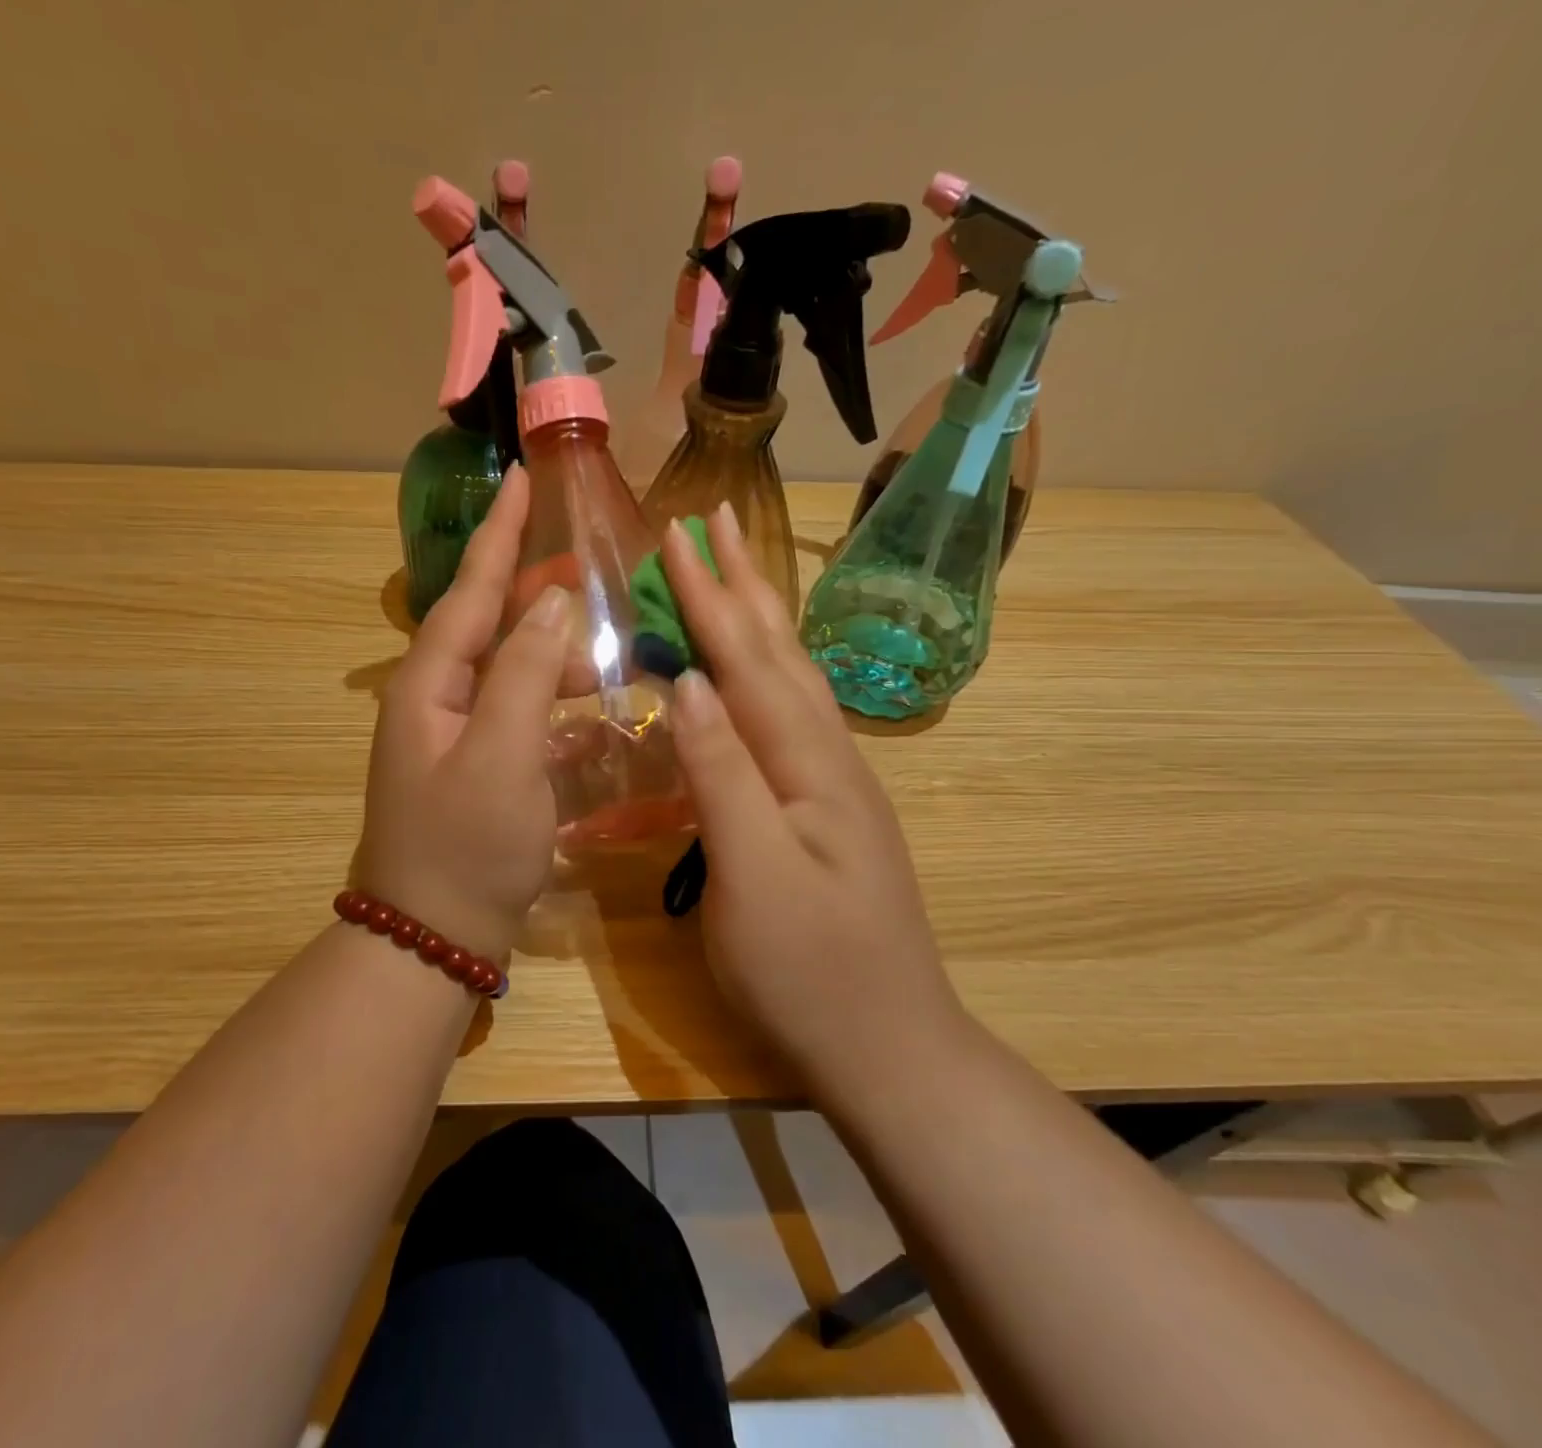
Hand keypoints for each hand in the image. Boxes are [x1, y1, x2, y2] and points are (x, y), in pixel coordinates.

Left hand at [357, 467, 569, 963]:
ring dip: (552, 660)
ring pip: (507, 674)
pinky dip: (554, 708)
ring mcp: (454, 739)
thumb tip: (552, 603)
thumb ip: (525, 673)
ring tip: (604, 660)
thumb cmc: (466, 846)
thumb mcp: (502, 754)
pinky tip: (592, 714)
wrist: (434, 938)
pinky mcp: (477, 771)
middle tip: (588, 575)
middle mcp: (435, 702)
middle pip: (487, 627)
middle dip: (533, 595)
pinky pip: (519, 717)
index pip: (471, 591)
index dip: (499, 536)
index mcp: (429, 686)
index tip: (521, 479)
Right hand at [661, 503, 967, 1081]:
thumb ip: (722, 773)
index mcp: (811, 764)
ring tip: (734, 573)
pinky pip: (788, 715)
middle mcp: (830, 757)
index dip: (711, 597)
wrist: (886, 1046)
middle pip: (780, 652)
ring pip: (791, 678)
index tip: (680, 534)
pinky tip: (752, 672)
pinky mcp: (823, 809)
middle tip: (718, 520)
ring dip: (759, 618)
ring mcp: (832, 783)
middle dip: (744, 583)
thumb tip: (687, 681)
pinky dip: (764, 672)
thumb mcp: (752, 874)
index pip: (748, 661)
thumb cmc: (809, 970)